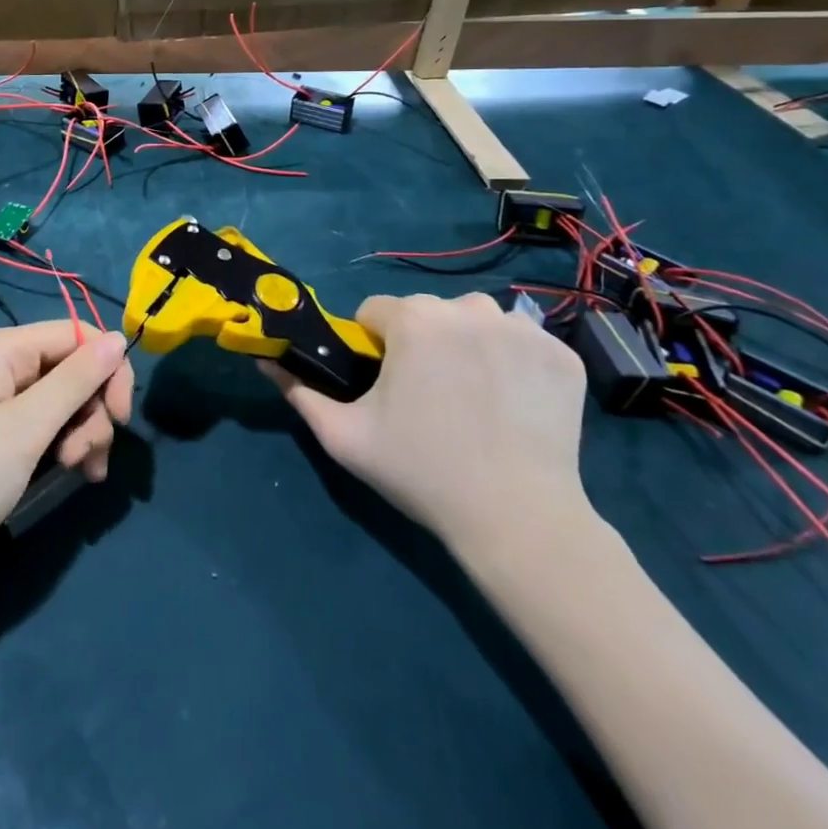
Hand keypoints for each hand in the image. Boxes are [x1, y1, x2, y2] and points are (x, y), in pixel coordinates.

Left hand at [0, 321, 132, 574]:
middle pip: (73, 368)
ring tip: (77, 472)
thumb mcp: (27, 427)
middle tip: (88, 458)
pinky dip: (65, 444)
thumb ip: (76, 380)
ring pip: (65, 399)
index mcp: (3, 347)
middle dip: (92, 411)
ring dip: (82, 433)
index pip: (77, 334)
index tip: (123, 416)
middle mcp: (2, 362)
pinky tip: (73, 474)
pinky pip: (46, 422)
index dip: (108, 369)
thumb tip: (119, 338)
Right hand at [261, 293, 591, 555]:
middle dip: (418, 342)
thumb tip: (265, 360)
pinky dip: (512, 361)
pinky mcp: (561, 353)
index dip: (372, 347)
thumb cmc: (422, 472)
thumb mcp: (343, 436)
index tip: (384, 387)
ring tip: (471, 396)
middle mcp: (466, 308)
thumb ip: (298, 391)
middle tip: (427, 397)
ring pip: (473, 320)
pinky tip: (512, 401)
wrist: (519, 521)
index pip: (375, 312)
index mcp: (413, 319)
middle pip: (425, 312)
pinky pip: (521, 341)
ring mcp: (522, 329)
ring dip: (465, 344)